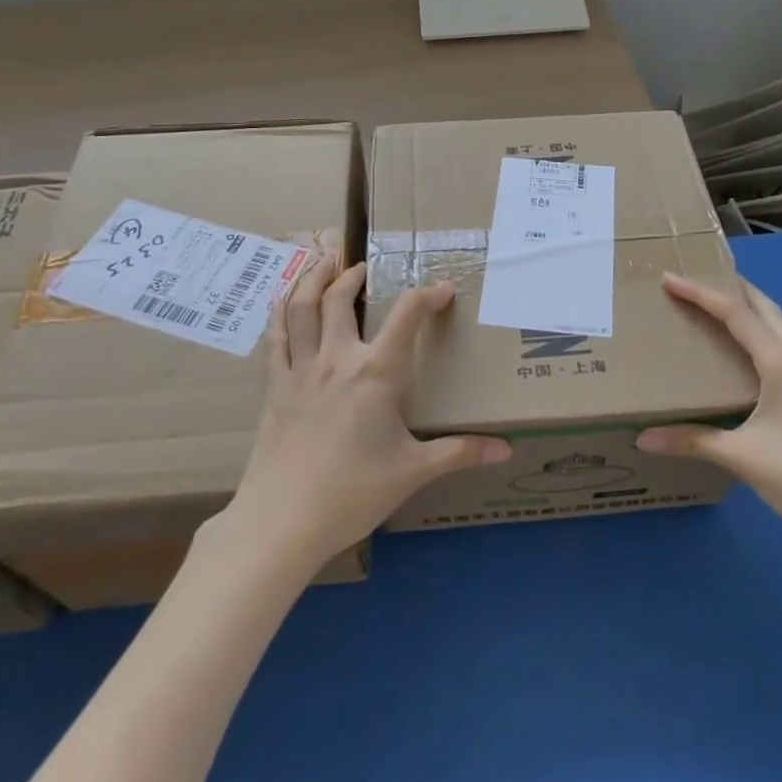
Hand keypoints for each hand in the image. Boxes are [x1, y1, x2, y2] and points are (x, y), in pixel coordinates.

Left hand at [226, 242, 510, 567]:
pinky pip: (275, 336)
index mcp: (376, 373)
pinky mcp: (275, 387)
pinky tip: (281, 299)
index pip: (407, 315)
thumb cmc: (353, 492)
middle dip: (352, 275)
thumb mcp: (413, 472)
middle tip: (362, 266)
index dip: (427, 295)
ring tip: (321, 260)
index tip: (443, 289)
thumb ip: (460, 453)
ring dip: (311, 278)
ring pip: (301, 307)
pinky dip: (279, 311)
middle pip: (339, 299)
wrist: (282, 521)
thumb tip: (507, 449)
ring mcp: (301, 370)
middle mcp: (337, 359)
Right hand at [637, 274, 781, 556]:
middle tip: (699, 280)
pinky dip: (761, 335)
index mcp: (781, 363)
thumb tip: (643, 437)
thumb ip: (692, 442)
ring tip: (719, 309)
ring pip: (779, 327)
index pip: (736, 315)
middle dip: (733, 289)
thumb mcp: (741, 456)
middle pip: (765, 309)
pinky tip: (746, 356)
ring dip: (751, 310)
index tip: (670, 278)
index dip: (701, 294)